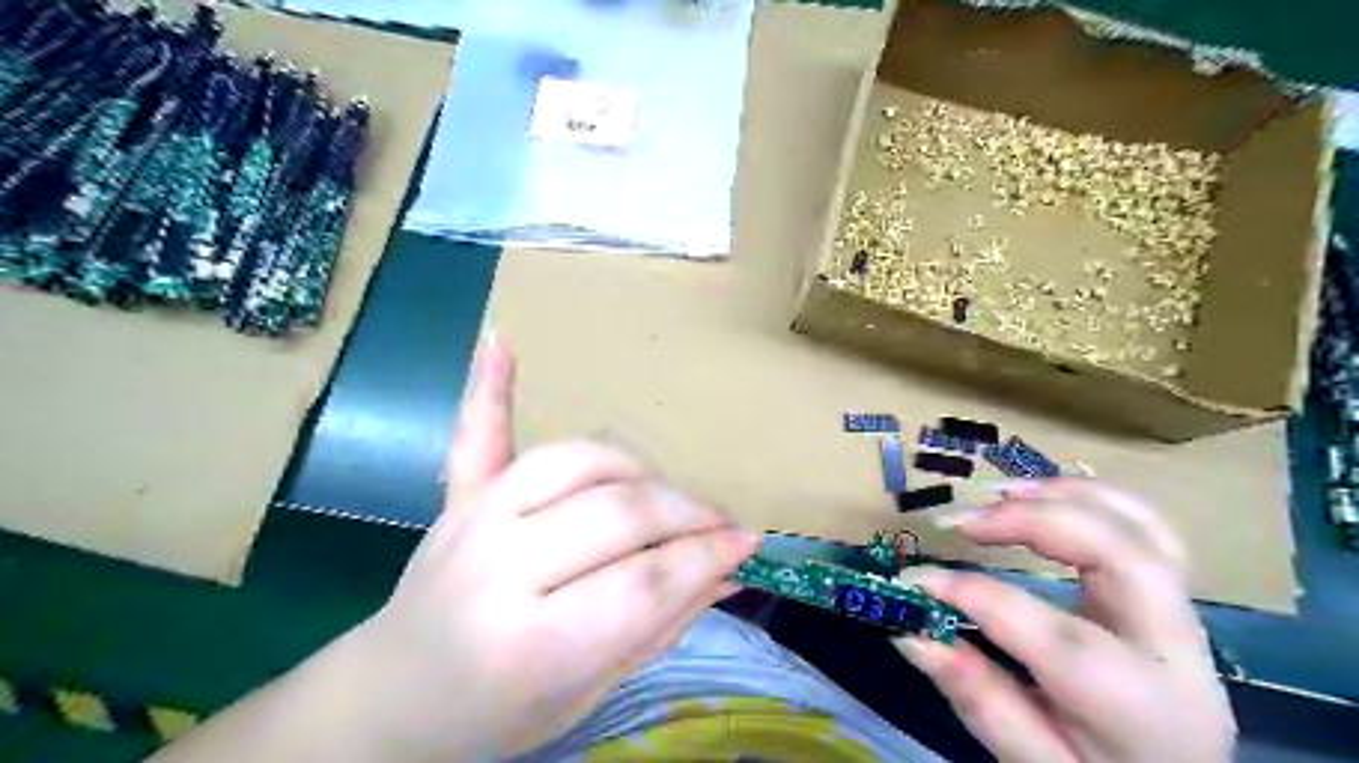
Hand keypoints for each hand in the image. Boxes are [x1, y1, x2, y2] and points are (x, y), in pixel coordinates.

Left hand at [351, 337, 753, 758]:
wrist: (393, 699)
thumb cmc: (498, 714)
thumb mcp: (591, 692)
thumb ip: (663, 624)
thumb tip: (731, 569)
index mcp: (530, 644)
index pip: (644, 583)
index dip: (705, 556)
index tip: (746, 542)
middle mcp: (500, 568)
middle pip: (619, 513)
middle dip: (686, 513)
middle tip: (719, 523)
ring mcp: (474, 519)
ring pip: (579, 462)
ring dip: (638, 470)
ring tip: (665, 494)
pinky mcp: (458, 496)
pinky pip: (477, 433)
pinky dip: (488, 386)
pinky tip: (500, 341)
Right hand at [901, 480, 1238, 760]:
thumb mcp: (1032, 761)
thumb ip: (976, 696)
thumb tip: (909, 632)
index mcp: (1134, 704)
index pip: (1049, 631)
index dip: (972, 594)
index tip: (913, 579)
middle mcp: (1172, 649)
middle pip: (1118, 554)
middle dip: (1030, 520)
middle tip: (959, 522)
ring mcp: (1182, 616)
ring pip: (1142, 527)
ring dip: (1064, 495)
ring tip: (997, 495)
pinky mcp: (1172, 596)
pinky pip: (1147, 527)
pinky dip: (1092, 497)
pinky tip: (1043, 496)